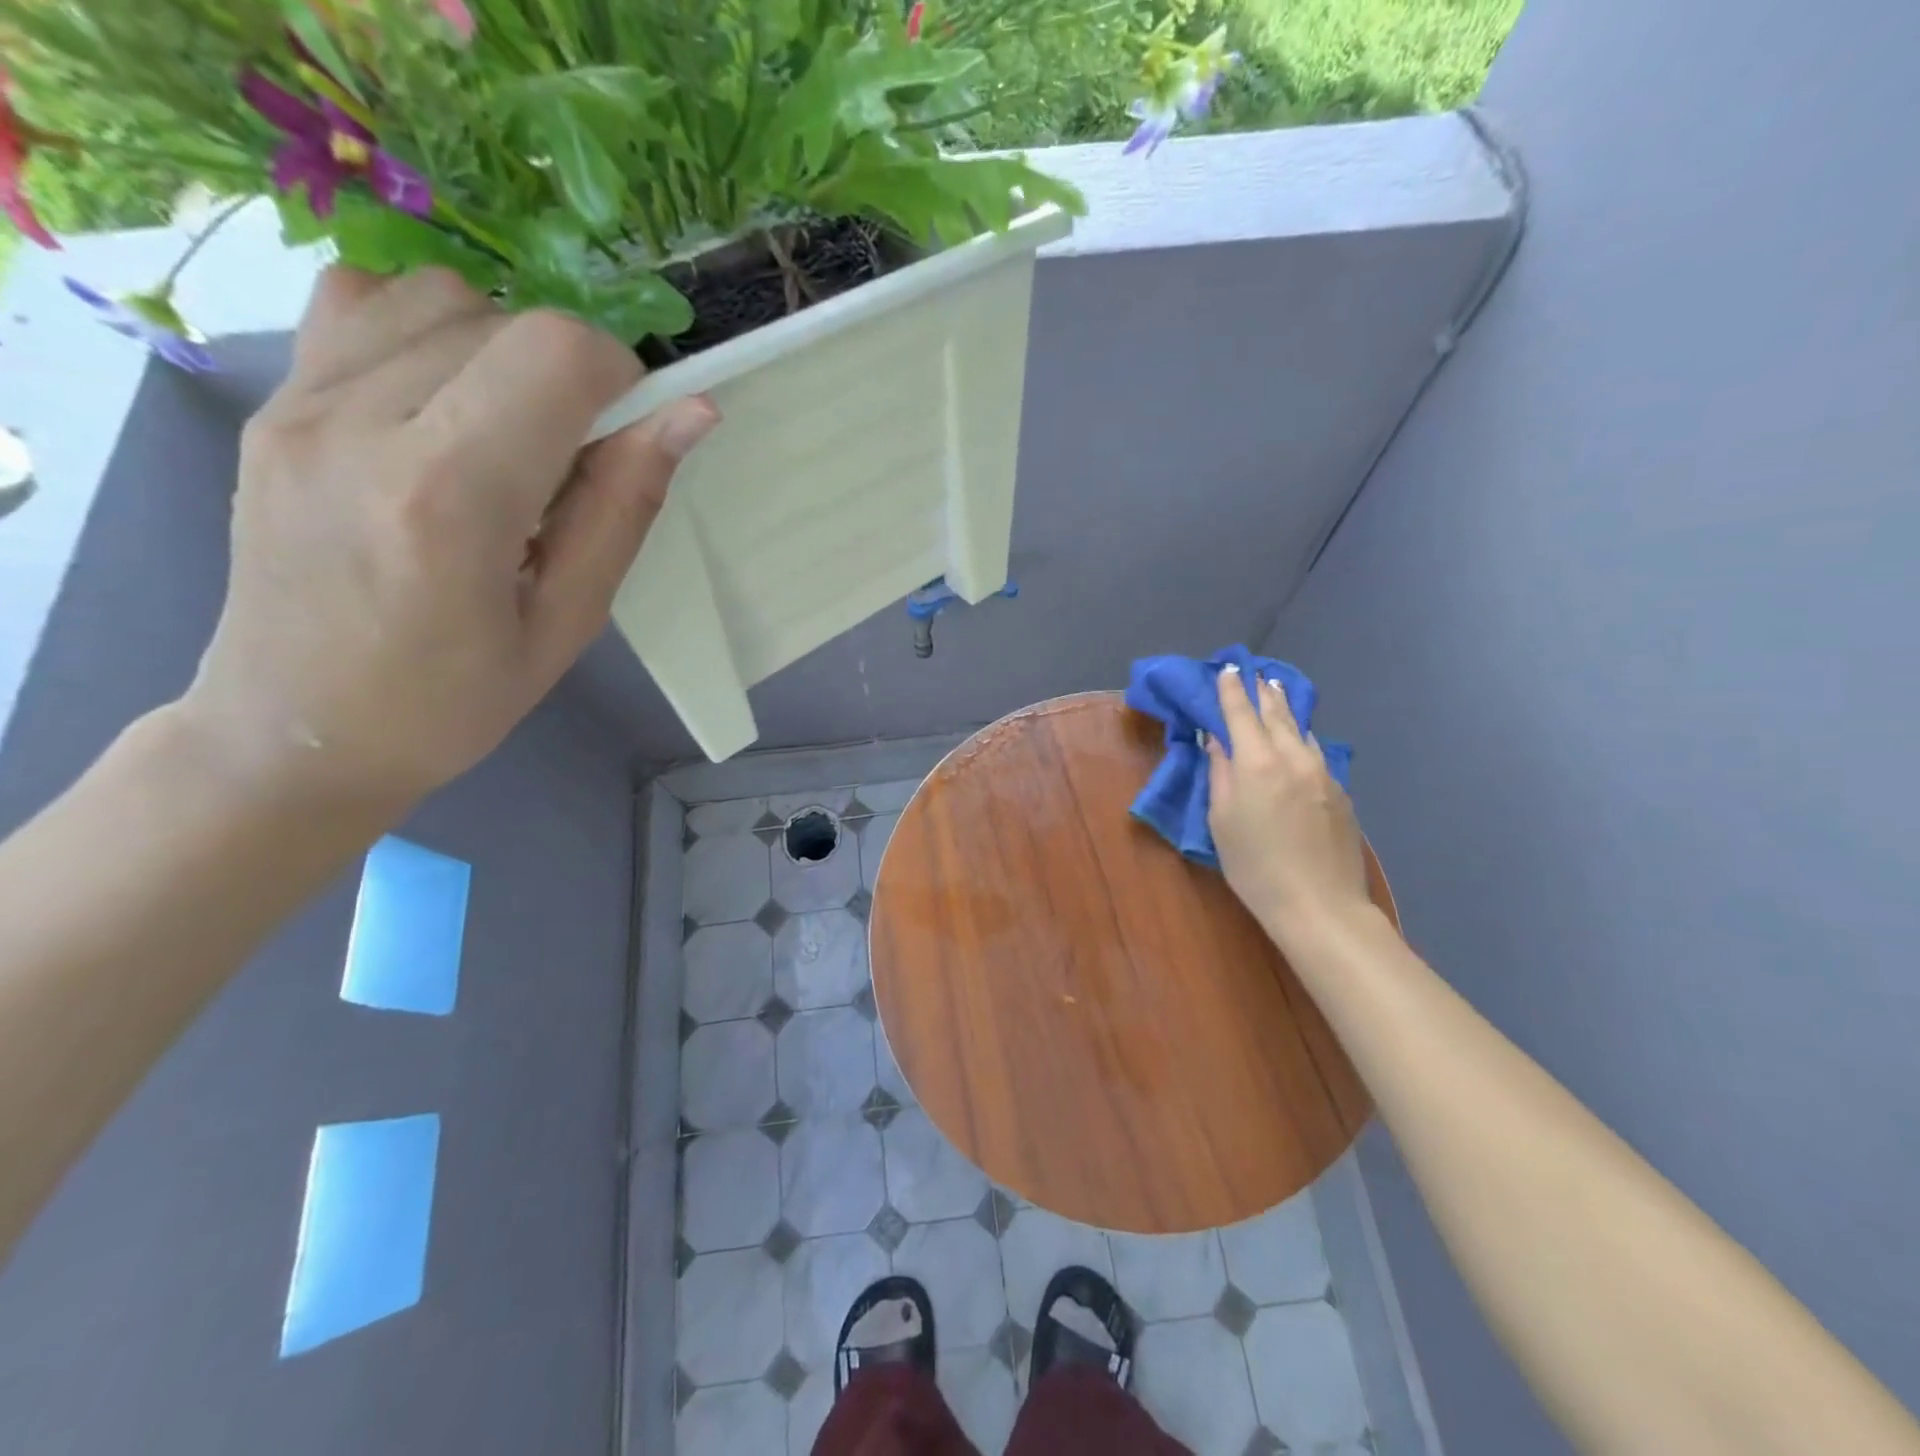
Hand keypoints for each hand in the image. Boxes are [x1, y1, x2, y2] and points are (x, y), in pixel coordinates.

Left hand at [179, 266, 717, 809]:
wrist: (298, 730)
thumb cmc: (453, 700)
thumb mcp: (569, 621)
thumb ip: (624, 506)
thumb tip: (689, 415)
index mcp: (449, 498)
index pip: (556, 354)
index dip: (620, 377)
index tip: (628, 436)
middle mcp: (362, 425)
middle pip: (506, 320)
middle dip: (569, 374)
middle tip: (571, 459)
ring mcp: (300, 403)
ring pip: (436, 295)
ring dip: (502, 349)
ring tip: (507, 432)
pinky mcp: (271, 402)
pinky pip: (361, 302)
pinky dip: (426, 330)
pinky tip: (441, 402)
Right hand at [1206, 666, 1371, 940]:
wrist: (1319, 904)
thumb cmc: (1254, 865)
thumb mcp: (1221, 820)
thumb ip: (1220, 774)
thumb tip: (1217, 742)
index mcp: (1257, 762)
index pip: (1240, 714)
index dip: (1231, 690)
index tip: (1227, 670)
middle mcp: (1293, 757)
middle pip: (1276, 714)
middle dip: (1262, 693)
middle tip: (1255, 675)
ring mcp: (1322, 772)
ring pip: (1301, 730)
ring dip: (1285, 710)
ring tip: (1276, 695)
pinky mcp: (1340, 791)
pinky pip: (1315, 752)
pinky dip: (1300, 738)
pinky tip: (1298, 740)